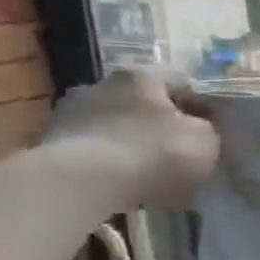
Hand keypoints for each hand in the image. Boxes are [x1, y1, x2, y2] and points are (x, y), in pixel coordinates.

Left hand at [41, 68, 219, 209]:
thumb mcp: (205, 139)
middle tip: (178, 150)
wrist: (82, 183)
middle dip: (158, 123)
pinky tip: (122, 184)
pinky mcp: (48, 144)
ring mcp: (68, 113)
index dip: (199, 105)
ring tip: (148, 173)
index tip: (211, 129)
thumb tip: (197, 129)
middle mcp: (100, 84)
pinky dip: (107, 162)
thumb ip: (205, 129)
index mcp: (141, 76)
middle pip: (140, 102)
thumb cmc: (154, 152)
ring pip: (113, 125)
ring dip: (129, 142)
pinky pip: (91, 150)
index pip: (179, 82)